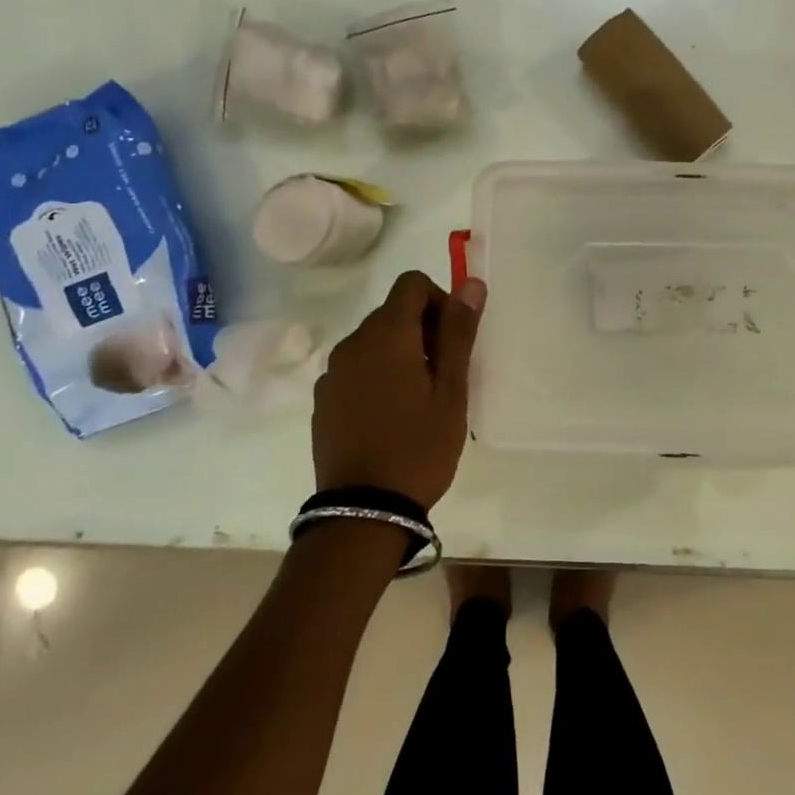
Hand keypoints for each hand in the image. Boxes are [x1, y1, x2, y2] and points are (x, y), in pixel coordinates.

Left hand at [312, 271, 486, 508]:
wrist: (364, 510)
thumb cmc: (419, 447)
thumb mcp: (451, 391)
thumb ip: (458, 332)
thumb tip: (470, 283)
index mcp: (386, 335)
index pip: (411, 284)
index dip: (439, 300)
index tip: (452, 340)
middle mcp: (352, 343)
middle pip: (392, 311)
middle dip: (423, 329)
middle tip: (444, 376)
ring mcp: (332, 372)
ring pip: (374, 341)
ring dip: (400, 353)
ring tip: (419, 400)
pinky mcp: (323, 399)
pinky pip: (356, 368)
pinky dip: (377, 375)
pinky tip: (390, 416)